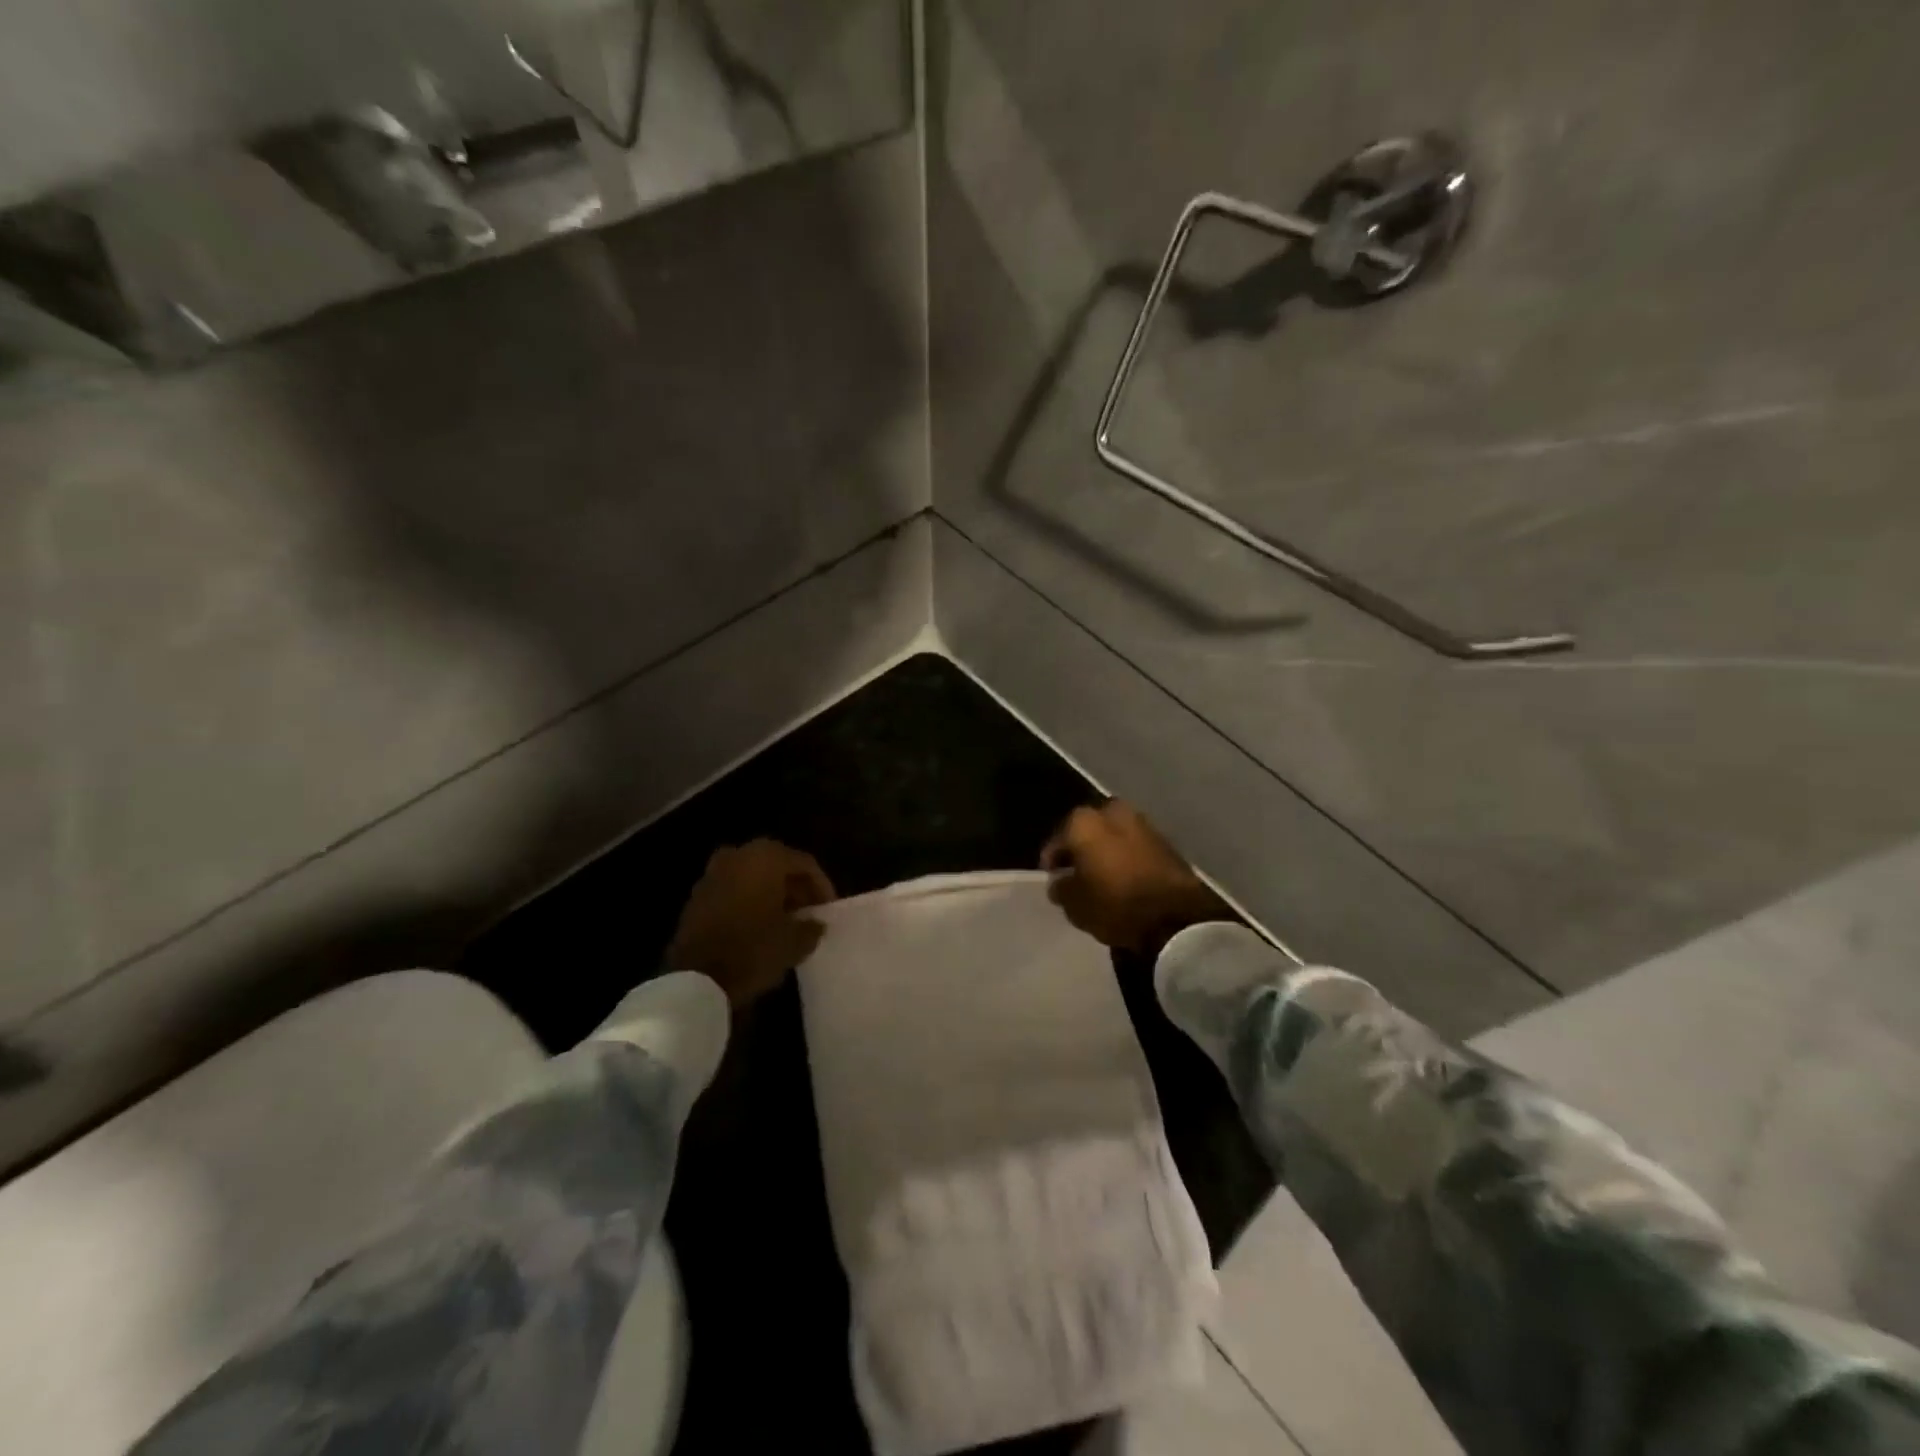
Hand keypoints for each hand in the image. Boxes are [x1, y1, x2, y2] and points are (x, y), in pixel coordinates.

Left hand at [667, 840, 835, 1008]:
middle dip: (796, 888)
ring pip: (754, 877)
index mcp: (766, 857)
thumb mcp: (794, 942)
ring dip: (772, 895)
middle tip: (809, 913)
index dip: (822, 886)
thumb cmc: (752, 950)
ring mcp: (713, 873)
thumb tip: (815, 923)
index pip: (805, 864)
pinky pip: (734, 890)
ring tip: (786, 921)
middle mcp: (738, 855)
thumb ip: (811, 927)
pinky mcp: (697, 895)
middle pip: (778, 866)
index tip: (828, 909)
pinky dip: (750, 902)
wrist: (695, 979)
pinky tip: (759, 926)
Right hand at [1041, 801, 1228, 953]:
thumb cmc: (1115, 904)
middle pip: (1088, 831)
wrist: (1175, 917)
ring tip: (1103, 877)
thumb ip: (1061, 889)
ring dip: (1107, 851)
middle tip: (1078, 873)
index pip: (1058, 840)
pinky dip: (1127, 857)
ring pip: (1114, 835)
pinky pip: (1135, 846)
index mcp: (1084, 822)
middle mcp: (1112, 812)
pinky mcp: (1166, 840)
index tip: (1052, 877)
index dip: (1053, 860)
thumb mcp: (1075, 904)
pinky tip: (1125, 878)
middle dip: (1083, 848)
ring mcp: (1143, 823)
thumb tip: (1060, 882)